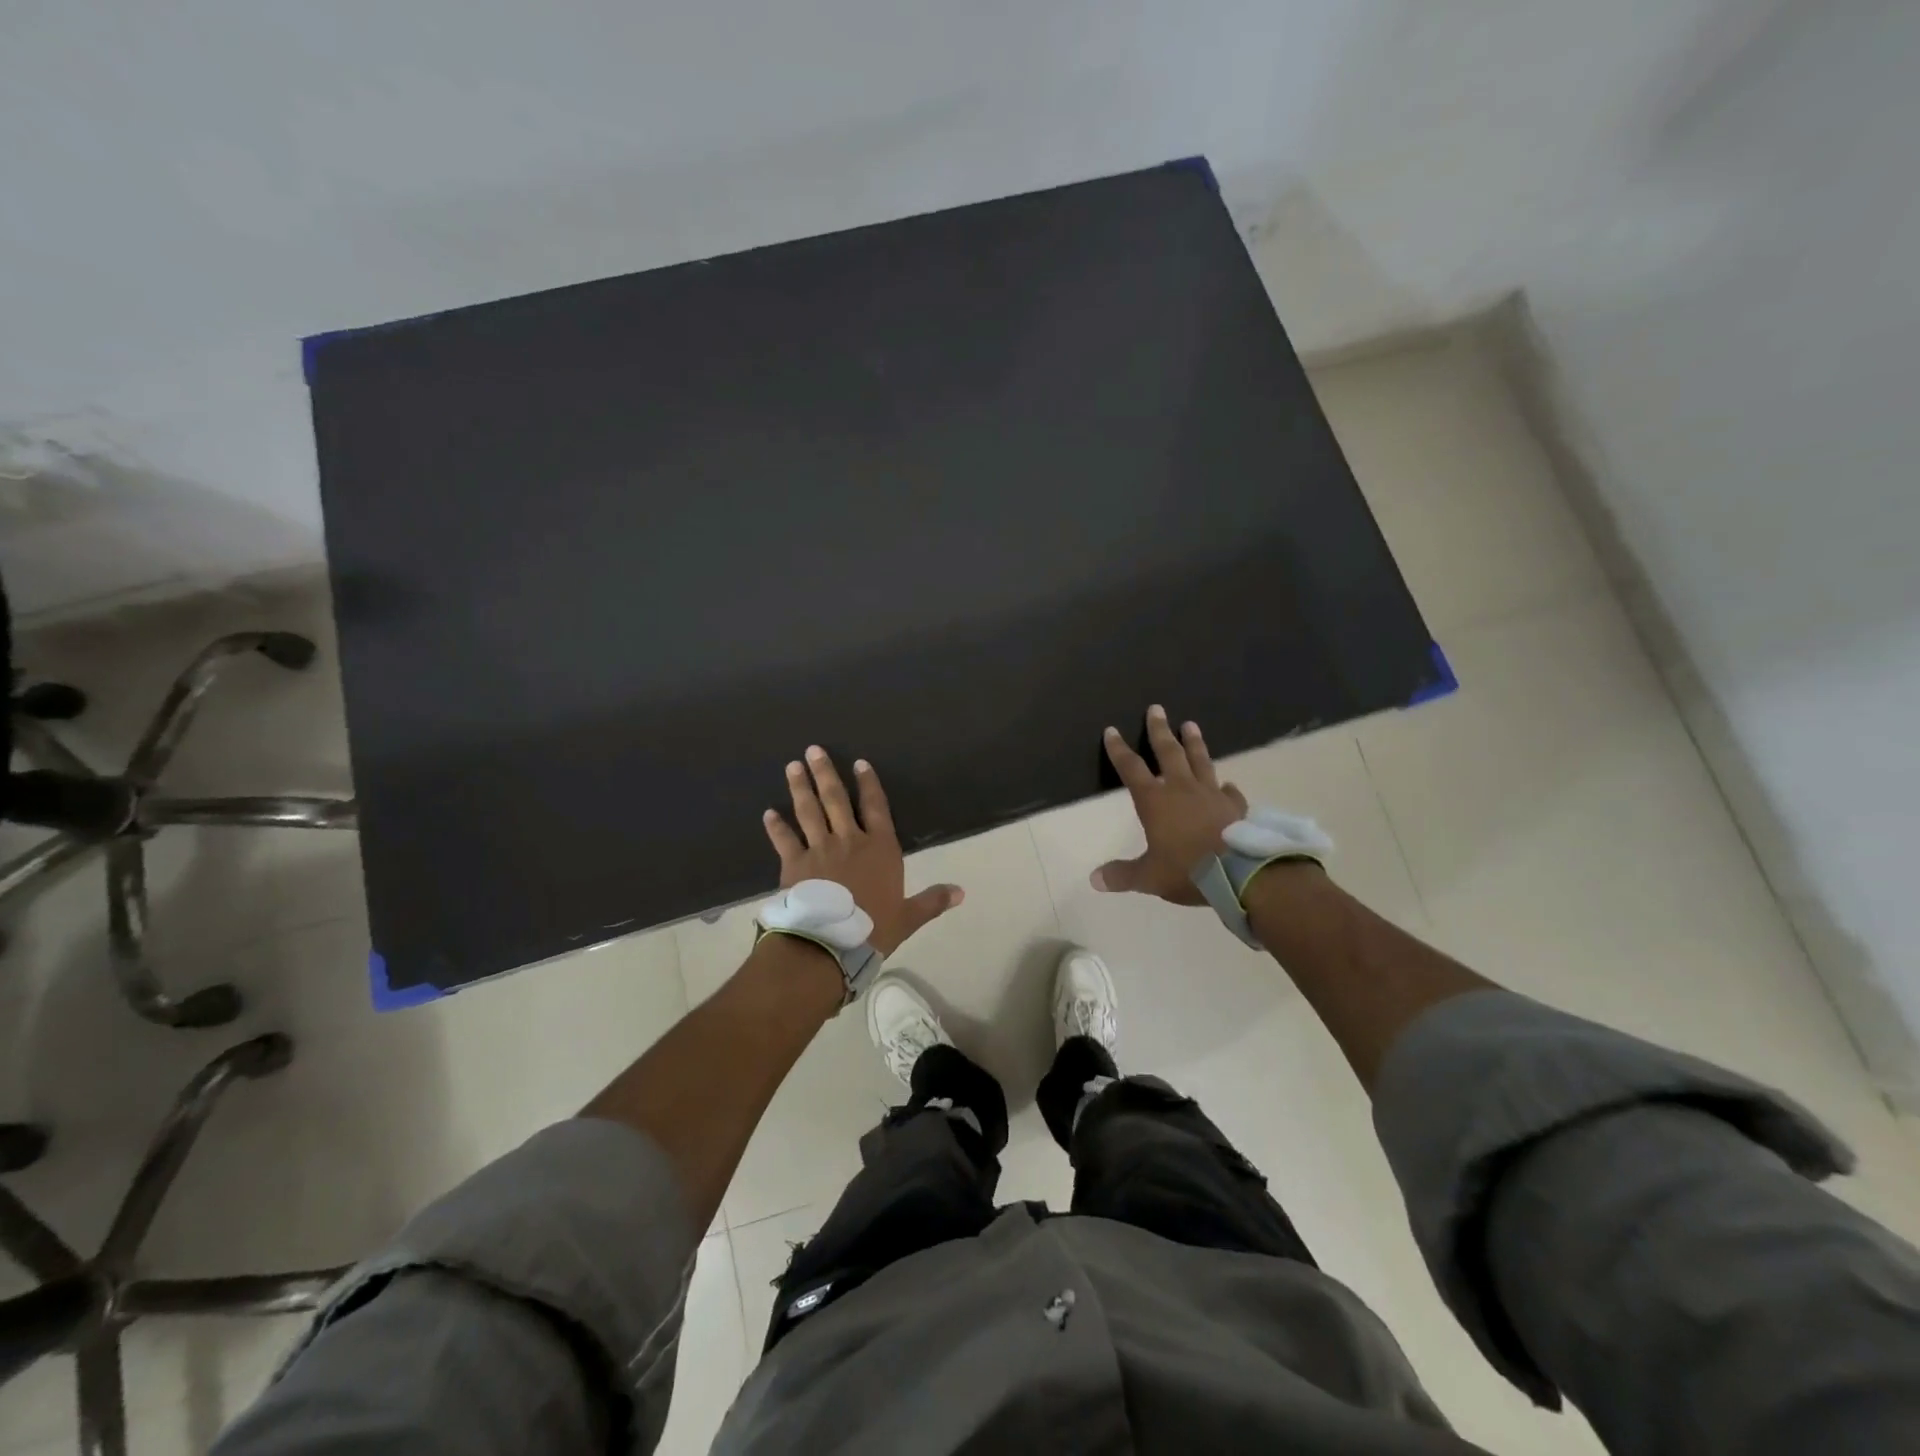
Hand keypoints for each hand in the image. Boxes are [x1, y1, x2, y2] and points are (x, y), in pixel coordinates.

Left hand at [763, 746, 963, 956]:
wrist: (831, 943)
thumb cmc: (874, 929)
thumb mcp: (909, 917)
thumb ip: (933, 900)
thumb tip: (962, 892)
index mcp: (880, 848)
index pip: (875, 807)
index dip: (868, 783)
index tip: (859, 762)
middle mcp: (849, 840)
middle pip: (836, 800)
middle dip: (826, 773)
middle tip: (814, 750)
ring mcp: (819, 850)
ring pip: (809, 811)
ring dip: (801, 788)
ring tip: (793, 766)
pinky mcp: (794, 864)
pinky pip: (784, 840)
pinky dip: (776, 826)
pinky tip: (768, 813)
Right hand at [1093, 706, 1246, 904]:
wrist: (1240, 874)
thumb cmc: (1187, 870)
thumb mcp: (1149, 877)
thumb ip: (1122, 875)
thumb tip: (1095, 879)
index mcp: (1155, 801)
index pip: (1132, 769)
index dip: (1119, 750)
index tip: (1112, 730)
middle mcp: (1182, 789)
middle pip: (1169, 752)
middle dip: (1159, 731)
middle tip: (1156, 709)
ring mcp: (1212, 795)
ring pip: (1201, 761)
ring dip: (1194, 743)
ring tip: (1191, 724)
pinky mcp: (1236, 807)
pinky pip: (1230, 792)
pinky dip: (1227, 787)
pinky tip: (1228, 784)